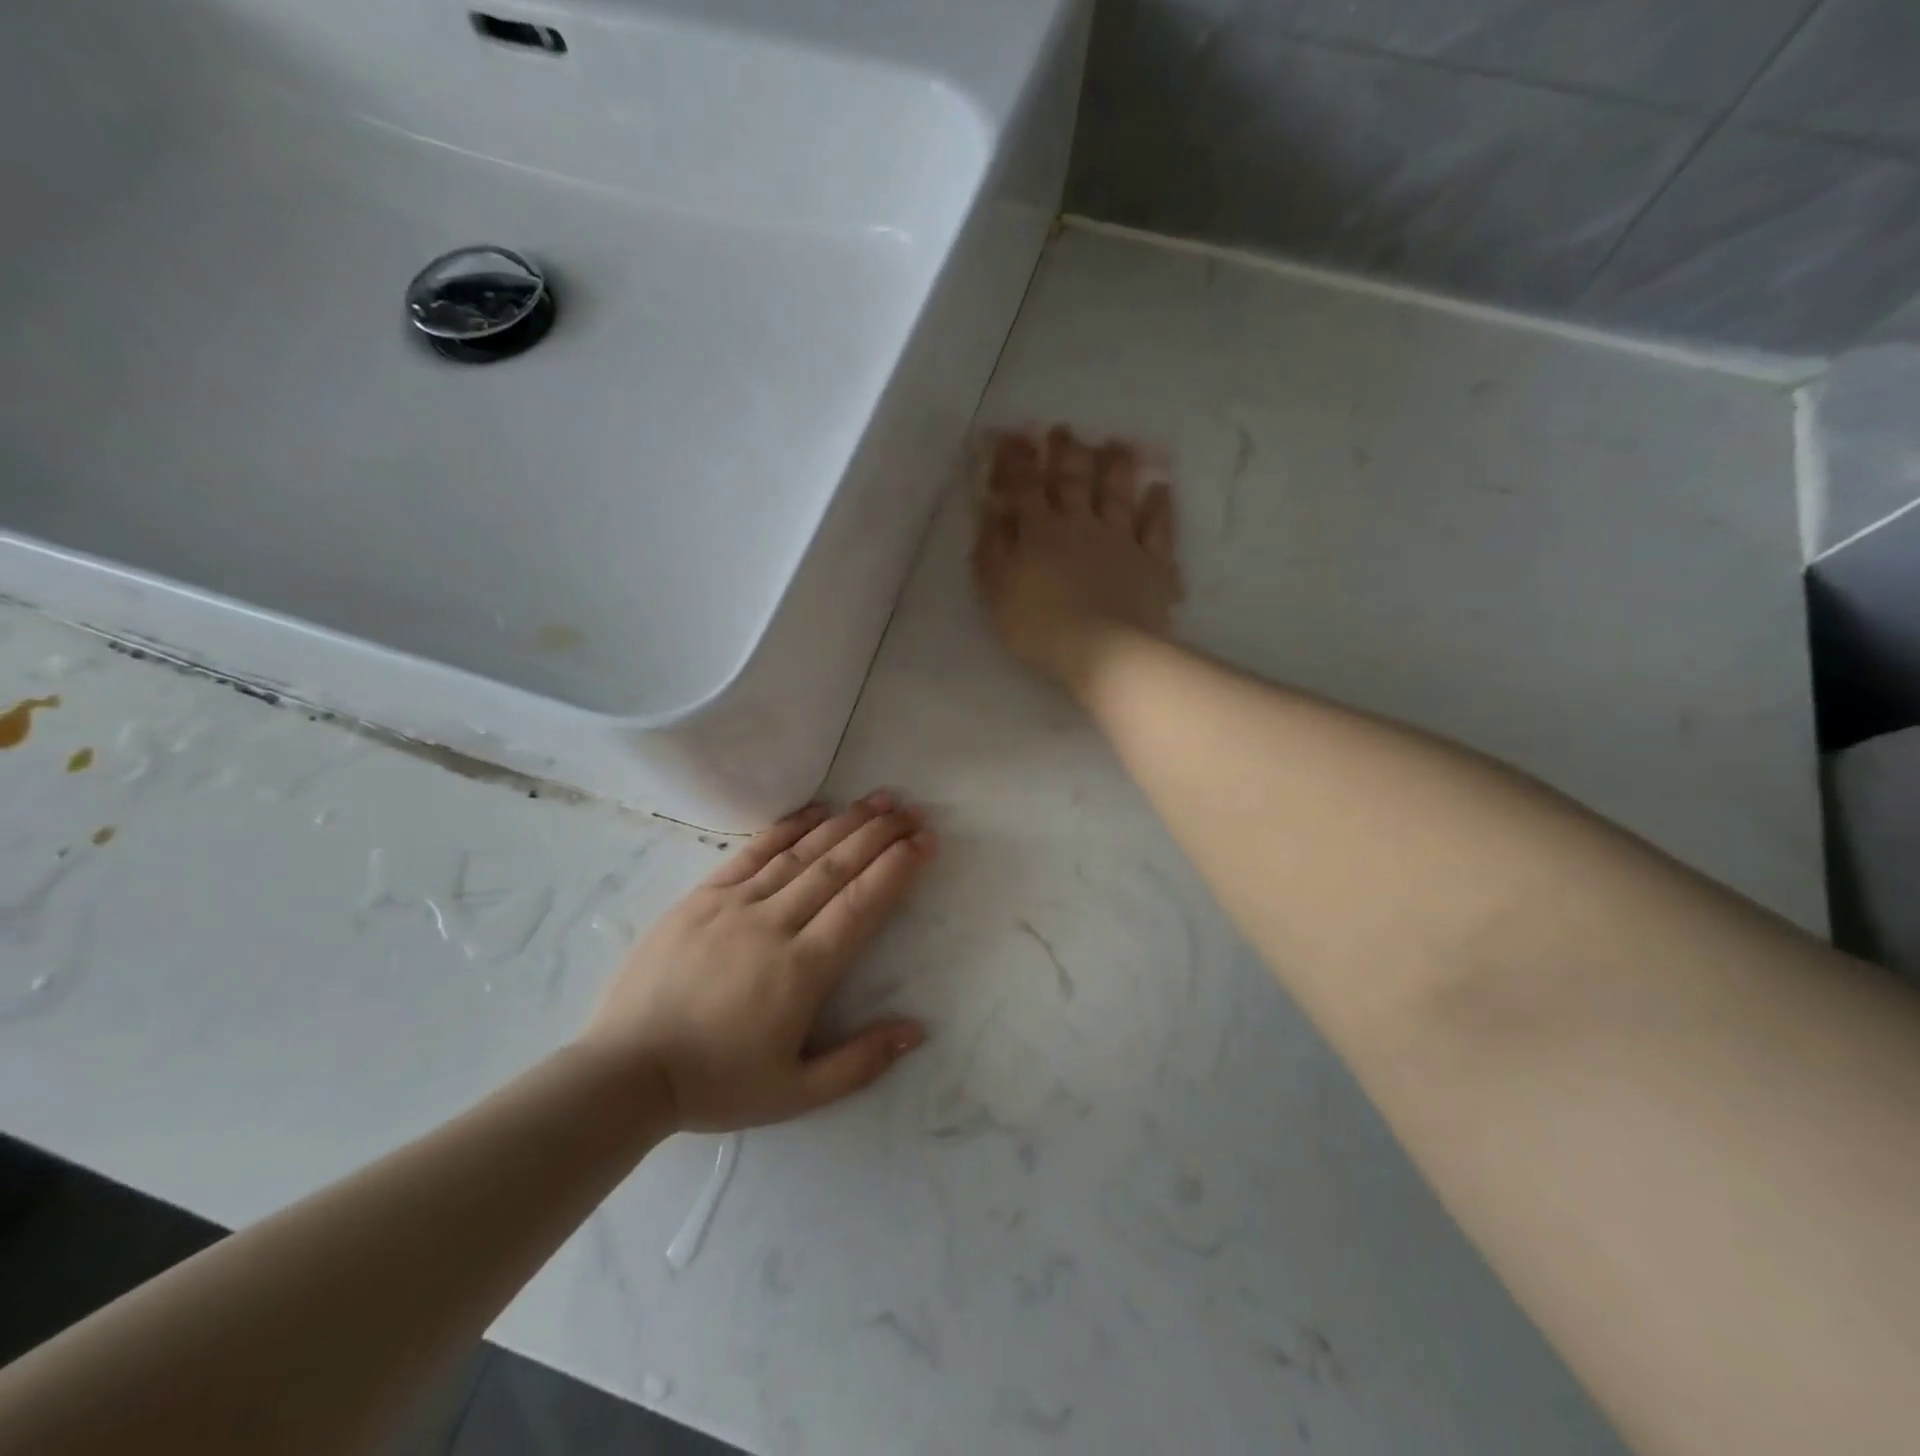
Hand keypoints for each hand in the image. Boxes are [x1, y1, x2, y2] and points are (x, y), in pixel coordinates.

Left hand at [577, 793, 937, 1132]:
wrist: (624, 1072)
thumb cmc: (715, 1083)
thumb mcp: (796, 1094)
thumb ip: (860, 1062)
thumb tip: (917, 1030)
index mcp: (802, 971)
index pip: (862, 904)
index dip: (898, 867)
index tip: (926, 840)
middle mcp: (773, 925)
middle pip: (837, 867)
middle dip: (881, 835)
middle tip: (912, 810)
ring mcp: (733, 905)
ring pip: (800, 853)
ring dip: (844, 822)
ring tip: (878, 799)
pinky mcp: (700, 897)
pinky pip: (752, 852)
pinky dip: (787, 828)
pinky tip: (815, 810)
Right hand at [972, 426, 1182, 689]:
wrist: (1103, 651)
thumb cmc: (1039, 626)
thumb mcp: (996, 591)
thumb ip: (991, 548)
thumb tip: (990, 509)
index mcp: (1040, 531)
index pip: (1025, 486)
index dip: (1018, 460)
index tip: (1014, 437)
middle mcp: (1081, 525)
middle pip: (1073, 480)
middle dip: (1065, 453)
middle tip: (1063, 431)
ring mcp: (1121, 540)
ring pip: (1118, 494)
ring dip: (1115, 466)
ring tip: (1115, 444)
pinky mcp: (1153, 563)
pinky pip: (1158, 528)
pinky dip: (1159, 506)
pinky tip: (1160, 489)